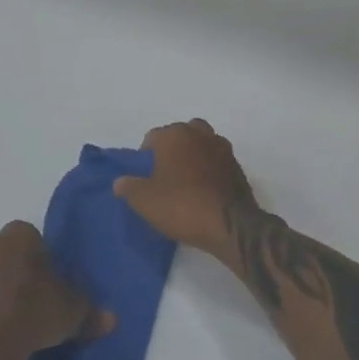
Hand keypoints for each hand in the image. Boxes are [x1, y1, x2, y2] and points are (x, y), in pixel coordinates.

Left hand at [0, 221, 115, 359]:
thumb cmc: (33, 314)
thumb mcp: (72, 313)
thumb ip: (91, 312)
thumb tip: (111, 319)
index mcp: (19, 237)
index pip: (30, 236)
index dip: (39, 258)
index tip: (46, 282)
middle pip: (1, 252)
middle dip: (10, 269)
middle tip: (25, 300)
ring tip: (3, 321)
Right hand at [114, 119, 253, 261]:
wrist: (230, 225)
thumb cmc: (181, 206)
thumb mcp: (144, 201)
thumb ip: (128, 187)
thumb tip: (120, 182)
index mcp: (174, 135)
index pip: (152, 137)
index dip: (145, 157)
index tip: (144, 177)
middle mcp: (200, 134)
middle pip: (180, 135)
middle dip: (172, 149)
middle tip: (165, 175)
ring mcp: (222, 149)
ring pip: (202, 144)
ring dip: (194, 156)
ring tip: (186, 181)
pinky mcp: (238, 167)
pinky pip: (217, 162)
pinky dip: (210, 170)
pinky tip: (204, 191)